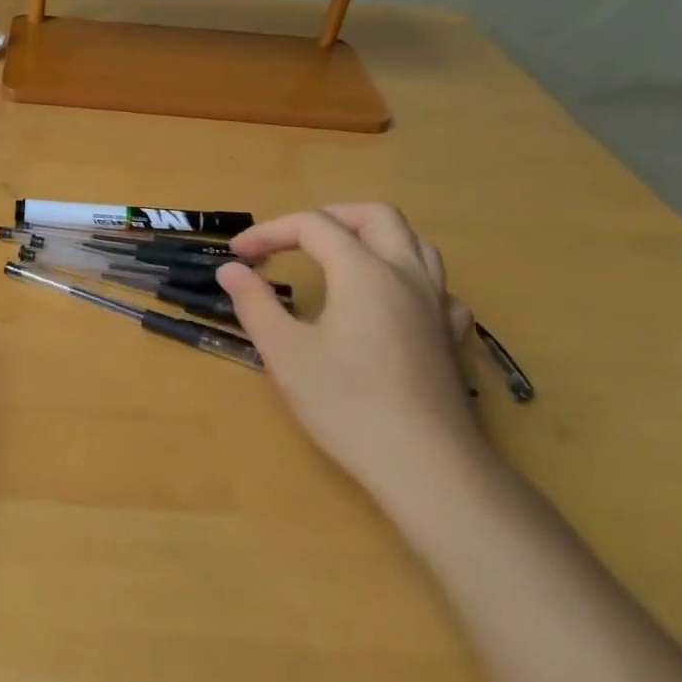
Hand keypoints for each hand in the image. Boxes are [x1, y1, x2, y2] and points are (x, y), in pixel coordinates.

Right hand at [216, 204, 485, 508]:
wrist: (426, 465)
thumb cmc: (346, 404)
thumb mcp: (284, 352)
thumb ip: (254, 303)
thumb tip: (230, 270)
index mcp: (363, 272)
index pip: (313, 226)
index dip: (270, 232)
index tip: (239, 256)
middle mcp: (406, 275)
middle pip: (374, 216)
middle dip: (327, 217)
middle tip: (291, 240)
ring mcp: (437, 305)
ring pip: (414, 242)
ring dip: (371, 237)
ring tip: (337, 258)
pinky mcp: (451, 336)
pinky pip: (435, 286)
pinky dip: (405, 277)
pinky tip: (389, 302)